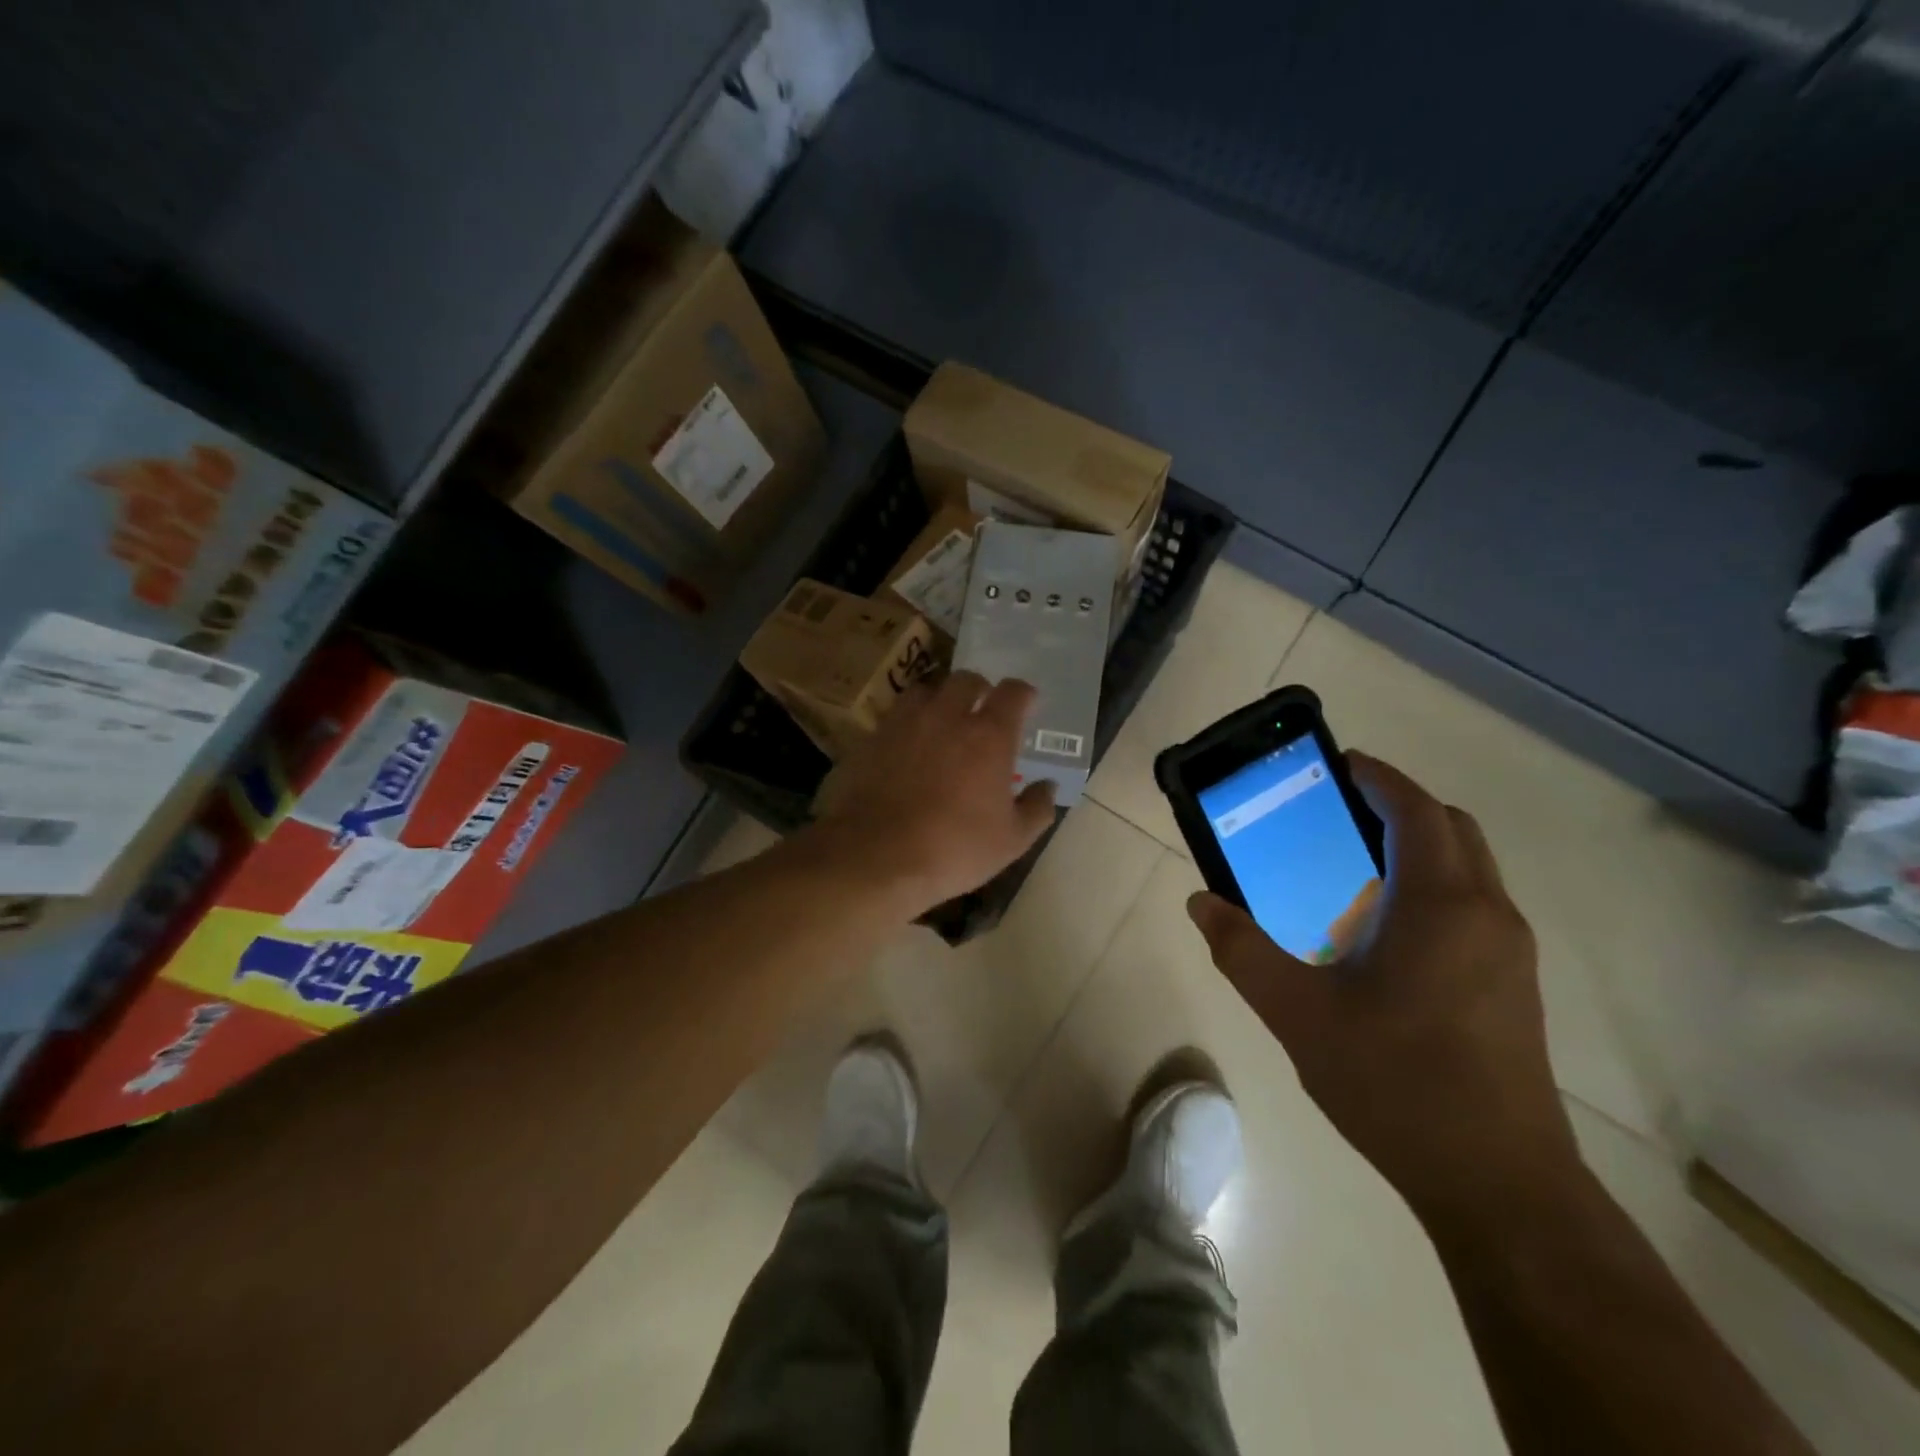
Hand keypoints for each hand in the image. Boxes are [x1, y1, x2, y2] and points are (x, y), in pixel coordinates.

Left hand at [810, 671, 1056, 914]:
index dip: (1023, 694)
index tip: (1027, 704)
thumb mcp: (1011, 840)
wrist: (877, 857)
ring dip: (939, 700)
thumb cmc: (955, 849)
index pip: (1013, 692)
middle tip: (982, 709)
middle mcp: (947, 717)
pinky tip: (908, 747)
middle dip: (979, 689)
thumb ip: (1036, 808)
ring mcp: (905, 724)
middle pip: (966, 680)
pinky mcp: (872, 738)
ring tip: (941, 721)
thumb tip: (1048, 787)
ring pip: (925, 691)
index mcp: (988, 736)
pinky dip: (908, 724)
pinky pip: (895, 717)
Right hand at [1186, 752, 1580, 1231]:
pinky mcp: (1514, 985)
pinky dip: (1433, 886)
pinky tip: (1383, 931)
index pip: (1418, 812)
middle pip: (1452, 830)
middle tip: (1340, 811)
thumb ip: (1242, 950)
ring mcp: (1510, 952)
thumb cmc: (1396, 1083)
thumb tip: (1200, 902)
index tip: (1340, 763)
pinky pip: (1474, 905)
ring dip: (1419, 847)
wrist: (1499, 1184)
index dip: (1380, 778)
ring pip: (1469, 868)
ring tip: (1353, 865)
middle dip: (1400, 806)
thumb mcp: (1298, 1013)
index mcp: (1442, 906)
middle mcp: (1488, 915)